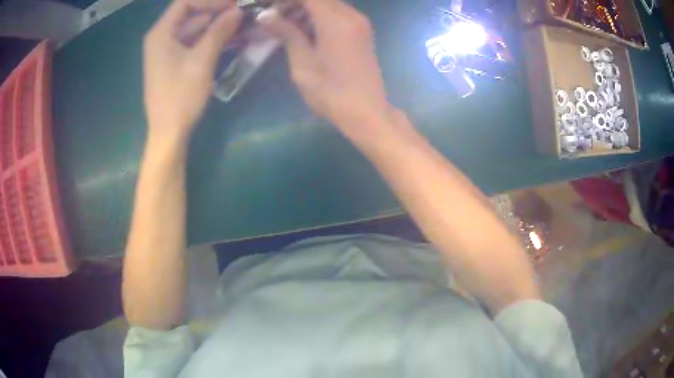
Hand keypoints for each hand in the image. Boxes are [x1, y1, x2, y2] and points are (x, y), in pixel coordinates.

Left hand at [143, 0, 242, 139]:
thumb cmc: (180, 96)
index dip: (211, 0)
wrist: (168, 133)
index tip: (234, 5)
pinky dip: (209, 39)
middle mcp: (161, 37)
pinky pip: (192, 43)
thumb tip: (238, 10)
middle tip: (242, 14)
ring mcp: (166, 51)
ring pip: (193, 28)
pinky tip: (230, 40)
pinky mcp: (173, 62)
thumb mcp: (202, 60)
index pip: (186, 2)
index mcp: (161, 33)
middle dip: (216, 11)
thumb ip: (219, 31)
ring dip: (216, 25)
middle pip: (190, 13)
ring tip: (241, 25)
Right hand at [257, 0, 391, 128]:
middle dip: (294, 3)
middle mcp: (352, 15)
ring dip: (305, 9)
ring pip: (328, 4)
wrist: (367, 112)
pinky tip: (304, 31)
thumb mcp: (303, 62)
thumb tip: (265, 15)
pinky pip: (337, 14)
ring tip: (284, 25)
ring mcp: (360, 23)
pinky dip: (318, 16)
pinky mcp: (362, 32)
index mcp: (336, 20)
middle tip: (273, 17)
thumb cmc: (331, 92)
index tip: (267, 7)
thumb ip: (286, 33)